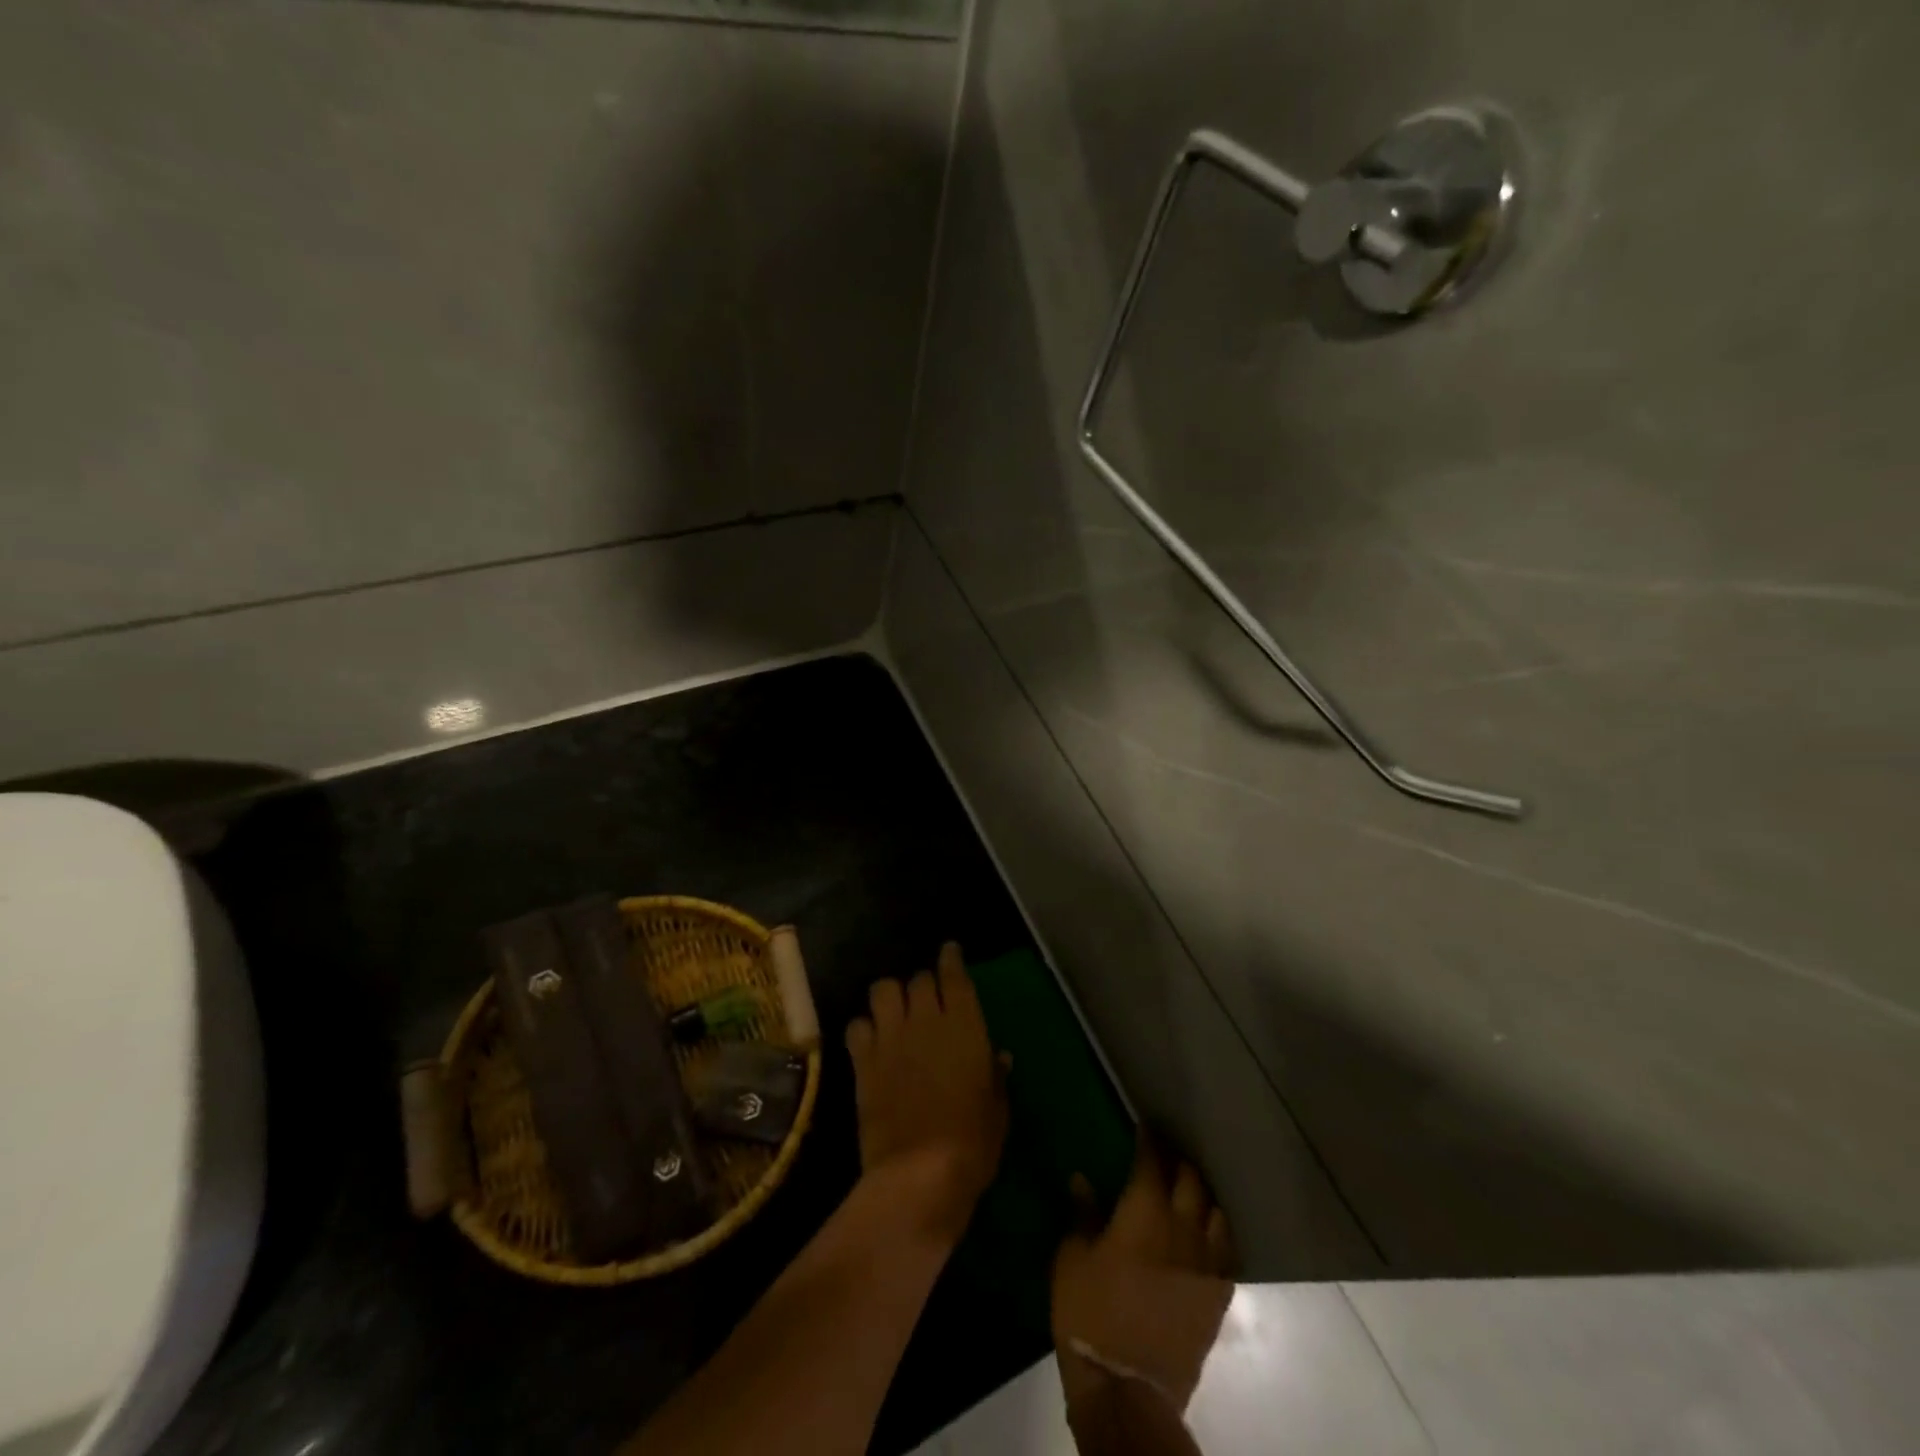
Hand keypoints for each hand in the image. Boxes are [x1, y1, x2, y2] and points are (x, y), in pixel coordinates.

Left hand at [844, 943, 1006, 1243]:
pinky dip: (864, 1026)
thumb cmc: (973, 1143)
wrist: (920, 1173)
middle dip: (923, 984)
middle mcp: (925, 1020)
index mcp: (964, 1025)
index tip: (950, 951)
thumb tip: (999, 1056)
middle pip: (918, 979)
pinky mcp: (864, 1060)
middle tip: (927, 999)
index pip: (954, 975)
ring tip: (895, 1011)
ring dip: (890, 996)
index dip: (951, 958)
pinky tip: (871, 1040)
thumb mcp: (998, 1109)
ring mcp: (891, 1037)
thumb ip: (995, 1075)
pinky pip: (857, 1025)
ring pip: (883, 990)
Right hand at [1052, 1133, 1235, 1416]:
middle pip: (1191, 1180)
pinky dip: (1217, 1232)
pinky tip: (1207, 1232)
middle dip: (1178, 1161)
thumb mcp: (1072, 1258)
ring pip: (1215, 1211)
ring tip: (1190, 1190)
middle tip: (1166, 1154)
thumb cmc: (1091, 1312)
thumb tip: (1081, 1179)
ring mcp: (1205, 1263)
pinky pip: (1226, 1251)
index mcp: (1144, 1212)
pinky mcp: (1217, 1295)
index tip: (1145, 1124)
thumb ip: (1082, 1214)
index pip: (1152, 1161)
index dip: (1149, 1139)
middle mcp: (1182, 1228)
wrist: (1127, 1386)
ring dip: (1202, 1194)